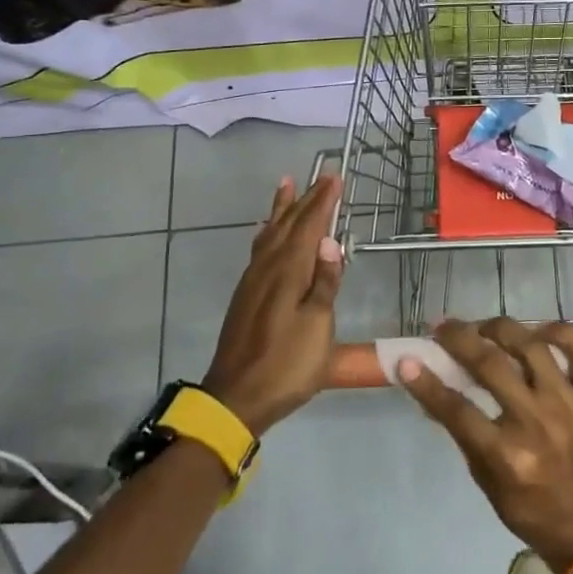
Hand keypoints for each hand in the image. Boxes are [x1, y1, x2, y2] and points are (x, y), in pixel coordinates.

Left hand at [202, 174, 343, 435]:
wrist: (237, 397)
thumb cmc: (287, 364)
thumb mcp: (318, 327)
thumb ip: (325, 284)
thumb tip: (330, 240)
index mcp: (289, 273)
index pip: (309, 227)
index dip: (323, 202)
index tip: (336, 177)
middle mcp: (268, 268)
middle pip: (288, 225)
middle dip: (306, 199)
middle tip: (321, 176)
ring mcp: (252, 281)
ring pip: (270, 233)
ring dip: (281, 208)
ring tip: (287, 185)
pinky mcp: (246, 295)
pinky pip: (259, 248)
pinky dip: (267, 231)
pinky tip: (266, 232)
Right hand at [397, 317, 572, 573]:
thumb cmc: (529, 509)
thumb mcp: (484, 480)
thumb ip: (462, 433)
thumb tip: (432, 389)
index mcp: (507, 455)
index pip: (457, 409)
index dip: (426, 383)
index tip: (407, 360)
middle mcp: (538, 423)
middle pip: (491, 365)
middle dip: (460, 339)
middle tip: (444, 327)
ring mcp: (572, 406)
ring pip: (533, 347)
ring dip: (502, 328)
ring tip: (485, 327)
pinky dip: (563, 332)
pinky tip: (541, 330)